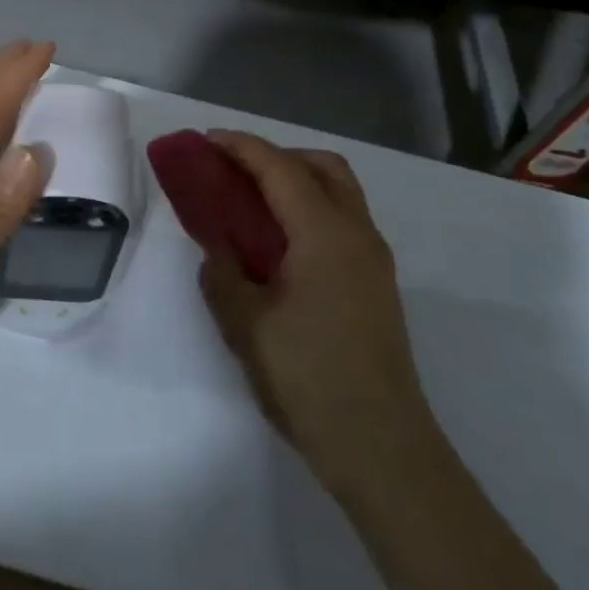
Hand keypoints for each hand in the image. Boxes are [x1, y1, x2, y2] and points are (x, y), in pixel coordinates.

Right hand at [197, 131, 431, 491]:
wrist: (382, 448)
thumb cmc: (310, 379)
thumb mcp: (246, 325)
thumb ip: (222, 274)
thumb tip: (216, 251)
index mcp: (324, 234)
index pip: (280, 168)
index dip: (241, 147)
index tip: (205, 141)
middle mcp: (357, 233)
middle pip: (322, 166)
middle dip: (276, 155)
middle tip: (234, 171)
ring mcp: (374, 259)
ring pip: (339, 191)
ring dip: (297, 179)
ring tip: (254, 203)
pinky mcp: (377, 283)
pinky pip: (343, 219)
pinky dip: (310, 207)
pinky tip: (281, 243)